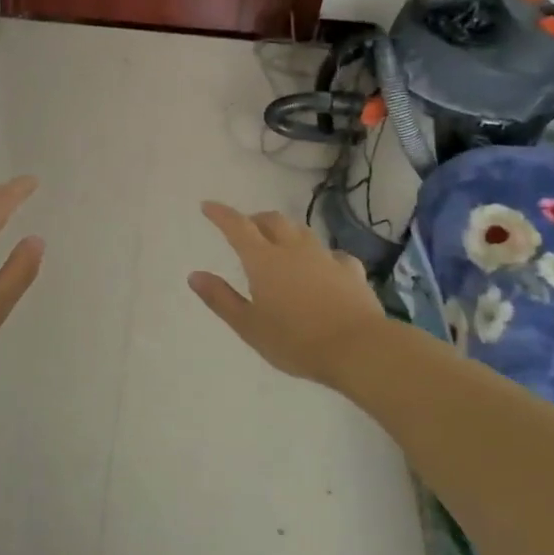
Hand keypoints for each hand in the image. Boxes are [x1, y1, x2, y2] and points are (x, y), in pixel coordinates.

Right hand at [188, 201, 386, 388]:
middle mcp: (294, 250)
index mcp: (264, 260)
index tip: (207, 206)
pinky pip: (332, 254)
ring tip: (280, 244)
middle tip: (246, 229)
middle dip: (255, 220)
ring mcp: (325, 258)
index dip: (221, 214)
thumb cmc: (295, 341)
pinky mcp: (351, 271)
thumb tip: (194, 275)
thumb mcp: (248, 326)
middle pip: (272, 221)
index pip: (237, 227)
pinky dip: (320, 256)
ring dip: (286, 232)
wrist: (358, 348)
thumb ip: (220, 298)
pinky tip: (322, 267)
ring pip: (302, 232)